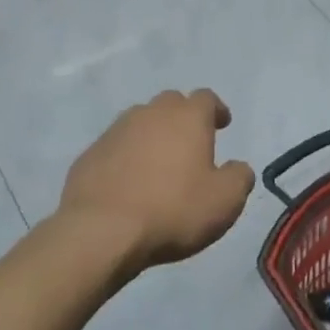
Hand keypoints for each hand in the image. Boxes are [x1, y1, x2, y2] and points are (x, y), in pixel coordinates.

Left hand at [60, 89, 254, 274]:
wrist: (101, 232)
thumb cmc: (173, 211)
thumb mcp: (225, 201)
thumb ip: (239, 177)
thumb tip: (238, 167)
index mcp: (187, 118)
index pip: (206, 98)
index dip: (216, 110)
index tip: (223, 124)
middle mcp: (151, 114)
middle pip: (171, 103)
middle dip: (183, 117)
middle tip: (191, 142)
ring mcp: (115, 131)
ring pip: (140, 121)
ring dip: (152, 135)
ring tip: (158, 163)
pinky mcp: (90, 154)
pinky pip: (115, 147)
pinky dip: (126, 157)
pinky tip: (129, 182)